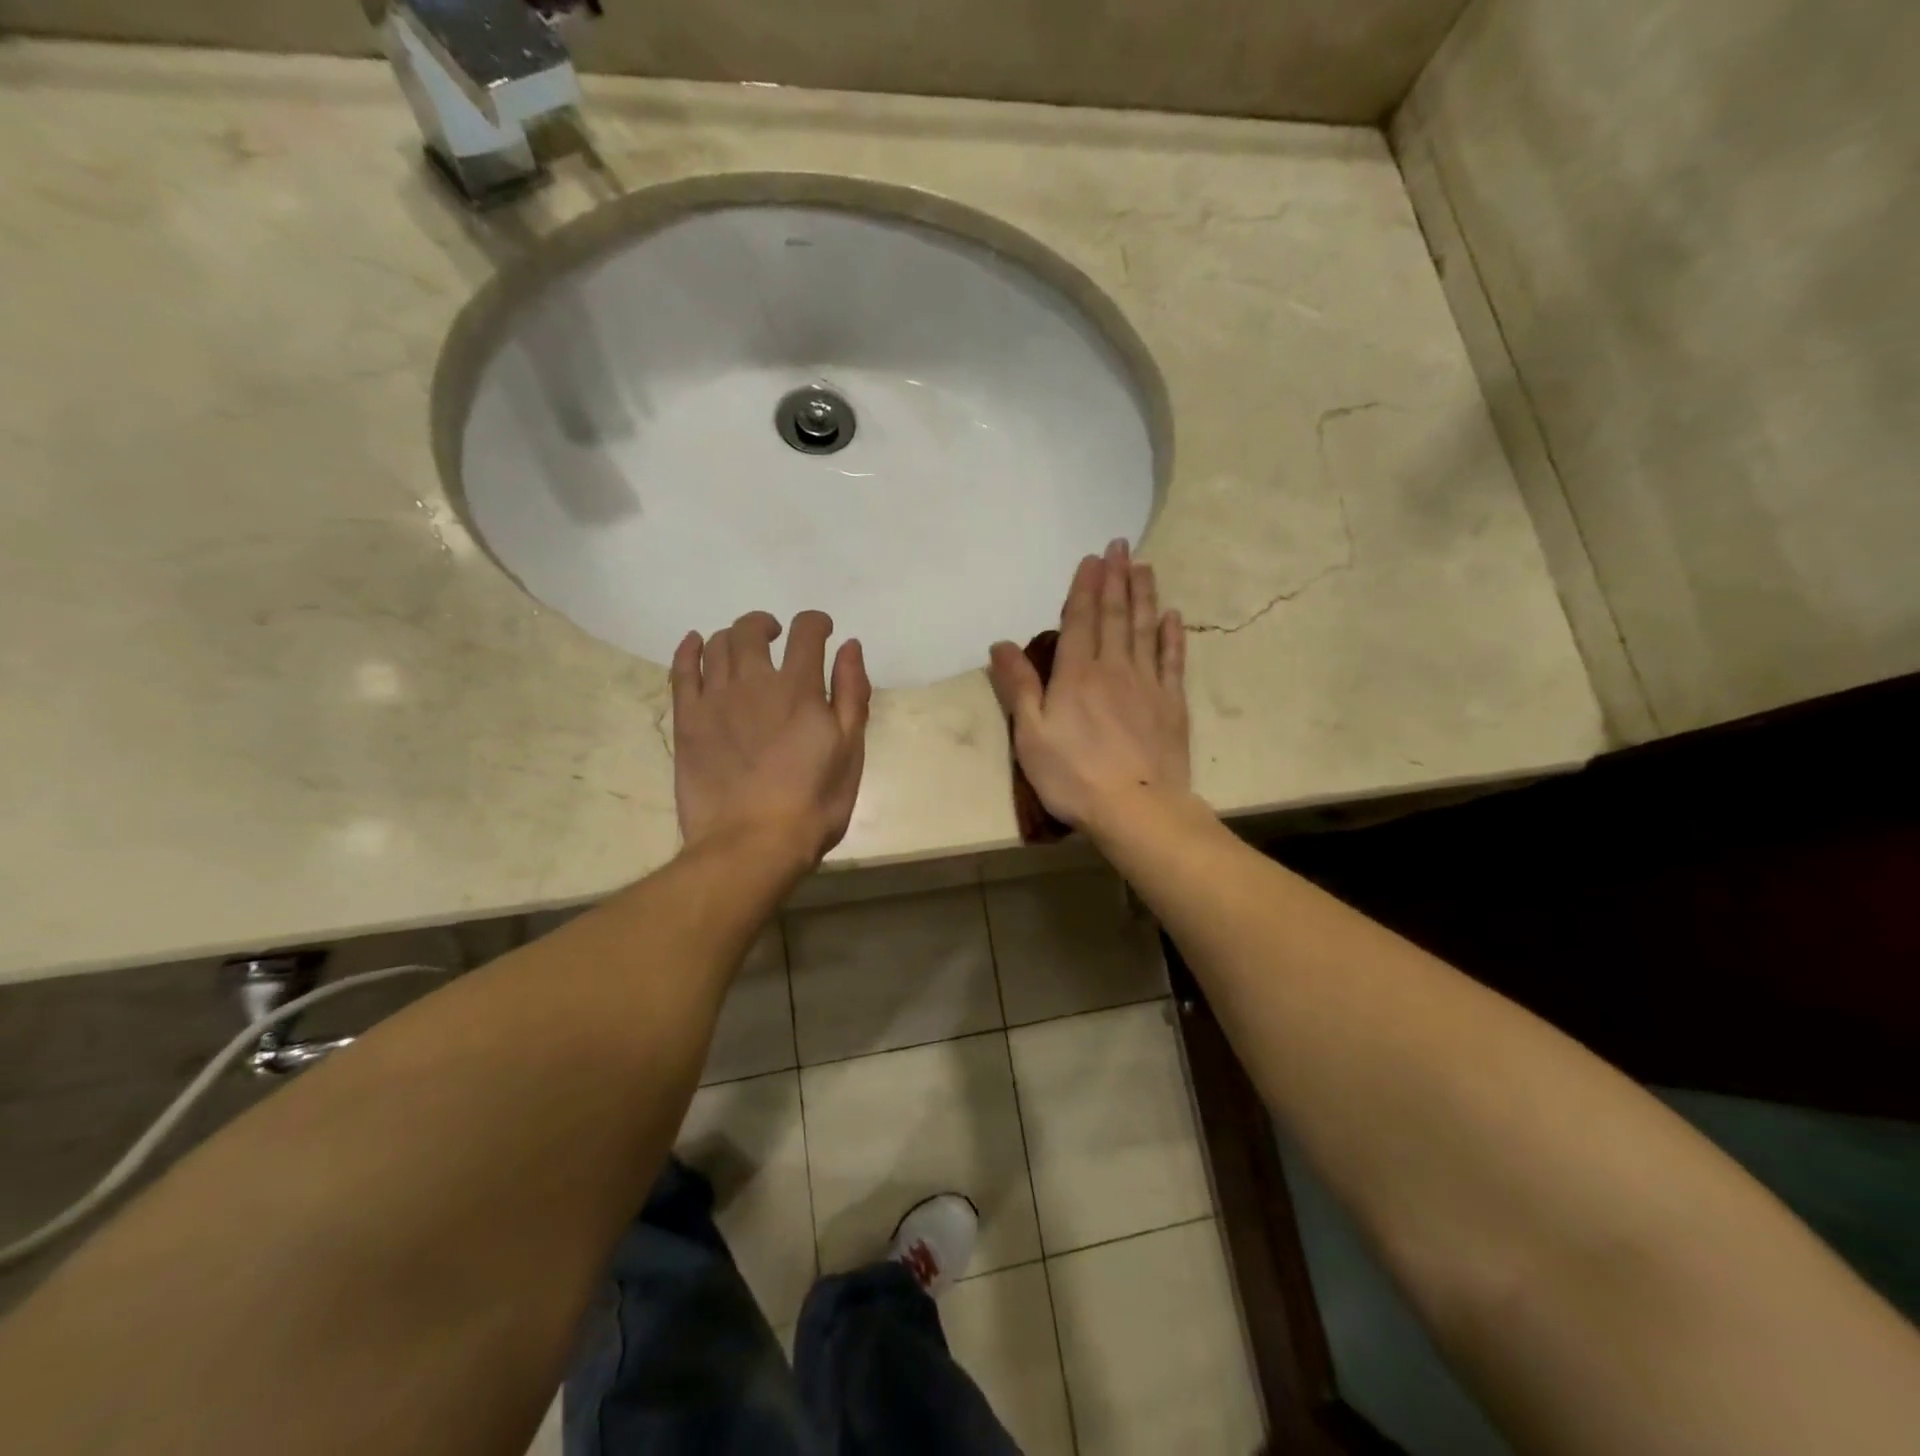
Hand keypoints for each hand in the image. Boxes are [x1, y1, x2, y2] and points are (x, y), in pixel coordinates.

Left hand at [672, 610, 871, 864]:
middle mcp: (754, 683)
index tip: (822, 630)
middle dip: (767, 624)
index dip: (816, 623)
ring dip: (733, 637)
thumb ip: (851, 694)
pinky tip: (695, 643)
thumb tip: (849, 647)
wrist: (752, 844)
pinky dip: (688, 650)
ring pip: (717, 646)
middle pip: (752, 631)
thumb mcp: (850, 752)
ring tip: (743, 650)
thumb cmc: (813, 804)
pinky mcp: (687, 721)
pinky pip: (681, 672)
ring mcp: (715, 700)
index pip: (806, 633)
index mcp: (799, 689)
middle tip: (776, 636)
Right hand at [988, 539, 1189, 832]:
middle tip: (1121, 546)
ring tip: (1144, 567)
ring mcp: (1147, 684)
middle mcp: (1113, 668)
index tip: (1093, 558)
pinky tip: (1172, 616)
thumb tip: (1001, 644)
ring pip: (1145, 629)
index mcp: (1076, 675)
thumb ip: (1018, 687)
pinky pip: (1172, 660)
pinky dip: (1172, 635)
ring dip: (1144, 595)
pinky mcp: (1171, 704)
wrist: (1137, 808)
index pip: (1079, 620)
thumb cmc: (1073, 776)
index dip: (1084, 587)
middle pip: (1115, 615)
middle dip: (1116, 578)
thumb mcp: (1030, 735)